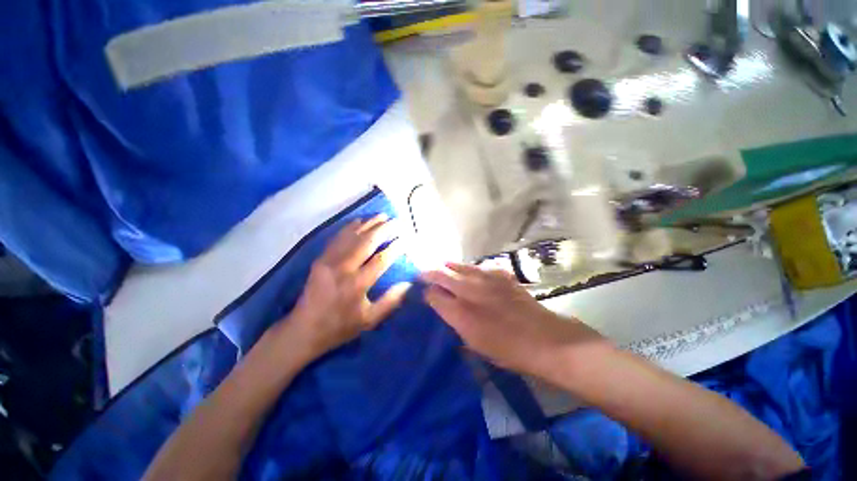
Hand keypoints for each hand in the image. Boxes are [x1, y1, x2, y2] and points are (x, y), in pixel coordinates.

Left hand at [281, 214, 410, 360]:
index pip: (381, 259)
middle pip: (367, 241)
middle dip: (385, 229)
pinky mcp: (320, 259)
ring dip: (369, 224)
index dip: (396, 247)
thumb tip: (408, 283)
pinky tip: (360, 221)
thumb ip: (391, 301)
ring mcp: (329, 261)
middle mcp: (343, 268)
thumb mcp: (369, 320)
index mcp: (357, 284)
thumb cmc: (340, 326)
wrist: (303, 329)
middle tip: (397, 221)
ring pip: (352, 236)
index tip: (406, 239)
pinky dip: (350, 227)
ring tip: (383, 216)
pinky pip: (337, 238)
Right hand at [421, 263, 605, 378]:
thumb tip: (444, 307)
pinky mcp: (500, 274)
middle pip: (441, 273)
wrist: (544, 339)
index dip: (427, 292)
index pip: (433, 294)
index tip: (425, 292)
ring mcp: (485, 278)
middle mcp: (469, 290)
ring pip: (459, 265)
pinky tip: (471, 273)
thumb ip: (455, 321)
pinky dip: (470, 269)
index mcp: (460, 312)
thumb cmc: (506, 350)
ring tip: (443, 267)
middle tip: (424, 273)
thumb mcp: (474, 343)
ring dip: (448, 267)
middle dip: (430, 272)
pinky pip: (478, 267)